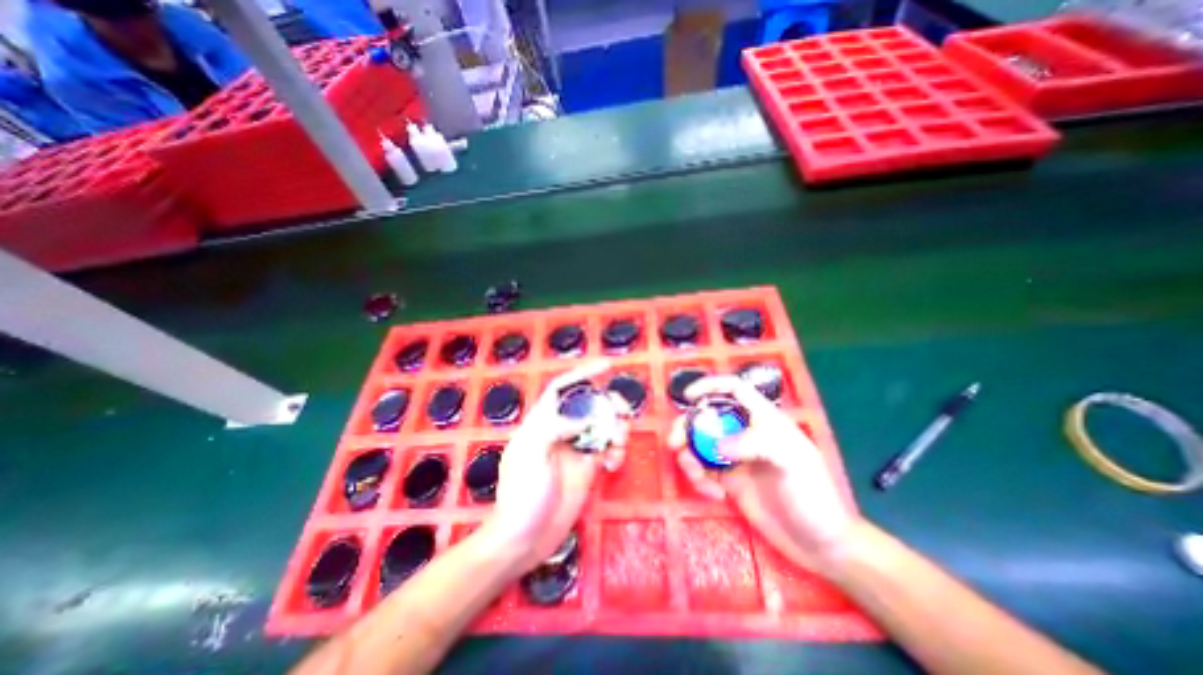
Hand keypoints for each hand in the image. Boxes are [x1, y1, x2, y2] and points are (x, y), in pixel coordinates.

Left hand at [481, 362, 631, 571]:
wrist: (525, 539)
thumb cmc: (522, 495)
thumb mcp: (531, 456)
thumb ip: (554, 428)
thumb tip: (584, 419)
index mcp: (542, 422)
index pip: (562, 388)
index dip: (582, 374)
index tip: (605, 366)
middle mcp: (561, 431)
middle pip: (589, 405)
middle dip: (608, 403)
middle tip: (622, 412)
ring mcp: (576, 449)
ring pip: (602, 425)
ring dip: (616, 428)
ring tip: (619, 442)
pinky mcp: (588, 468)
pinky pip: (608, 449)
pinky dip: (616, 450)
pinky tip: (614, 463)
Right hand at [673, 376, 860, 570]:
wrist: (819, 544)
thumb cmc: (813, 494)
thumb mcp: (791, 460)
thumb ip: (754, 444)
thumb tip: (716, 445)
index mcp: (763, 419)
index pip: (734, 390)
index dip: (710, 386)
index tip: (688, 396)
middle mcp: (745, 434)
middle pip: (707, 417)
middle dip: (687, 427)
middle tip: (674, 443)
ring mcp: (735, 458)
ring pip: (700, 445)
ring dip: (689, 457)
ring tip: (695, 475)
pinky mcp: (728, 481)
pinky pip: (703, 471)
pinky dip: (699, 479)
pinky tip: (714, 494)